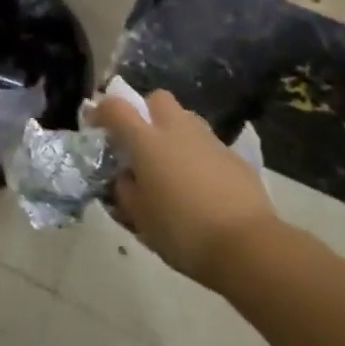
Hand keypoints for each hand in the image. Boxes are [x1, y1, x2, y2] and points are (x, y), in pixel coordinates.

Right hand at [88, 89, 276, 282]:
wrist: (247, 247)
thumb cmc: (182, 232)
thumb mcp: (139, 218)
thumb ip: (125, 190)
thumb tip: (125, 177)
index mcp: (146, 141)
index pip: (115, 107)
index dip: (102, 112)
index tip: (97, 127)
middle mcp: (177, 130)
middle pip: (157, 99)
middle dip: (146, 112)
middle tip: (142, 142)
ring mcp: (210, 141)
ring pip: (186, 119)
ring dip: (174, 133)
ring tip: (173, 166)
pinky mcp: (235, 158)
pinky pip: (209, 146)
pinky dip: (199, 156)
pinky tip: (202, 187)